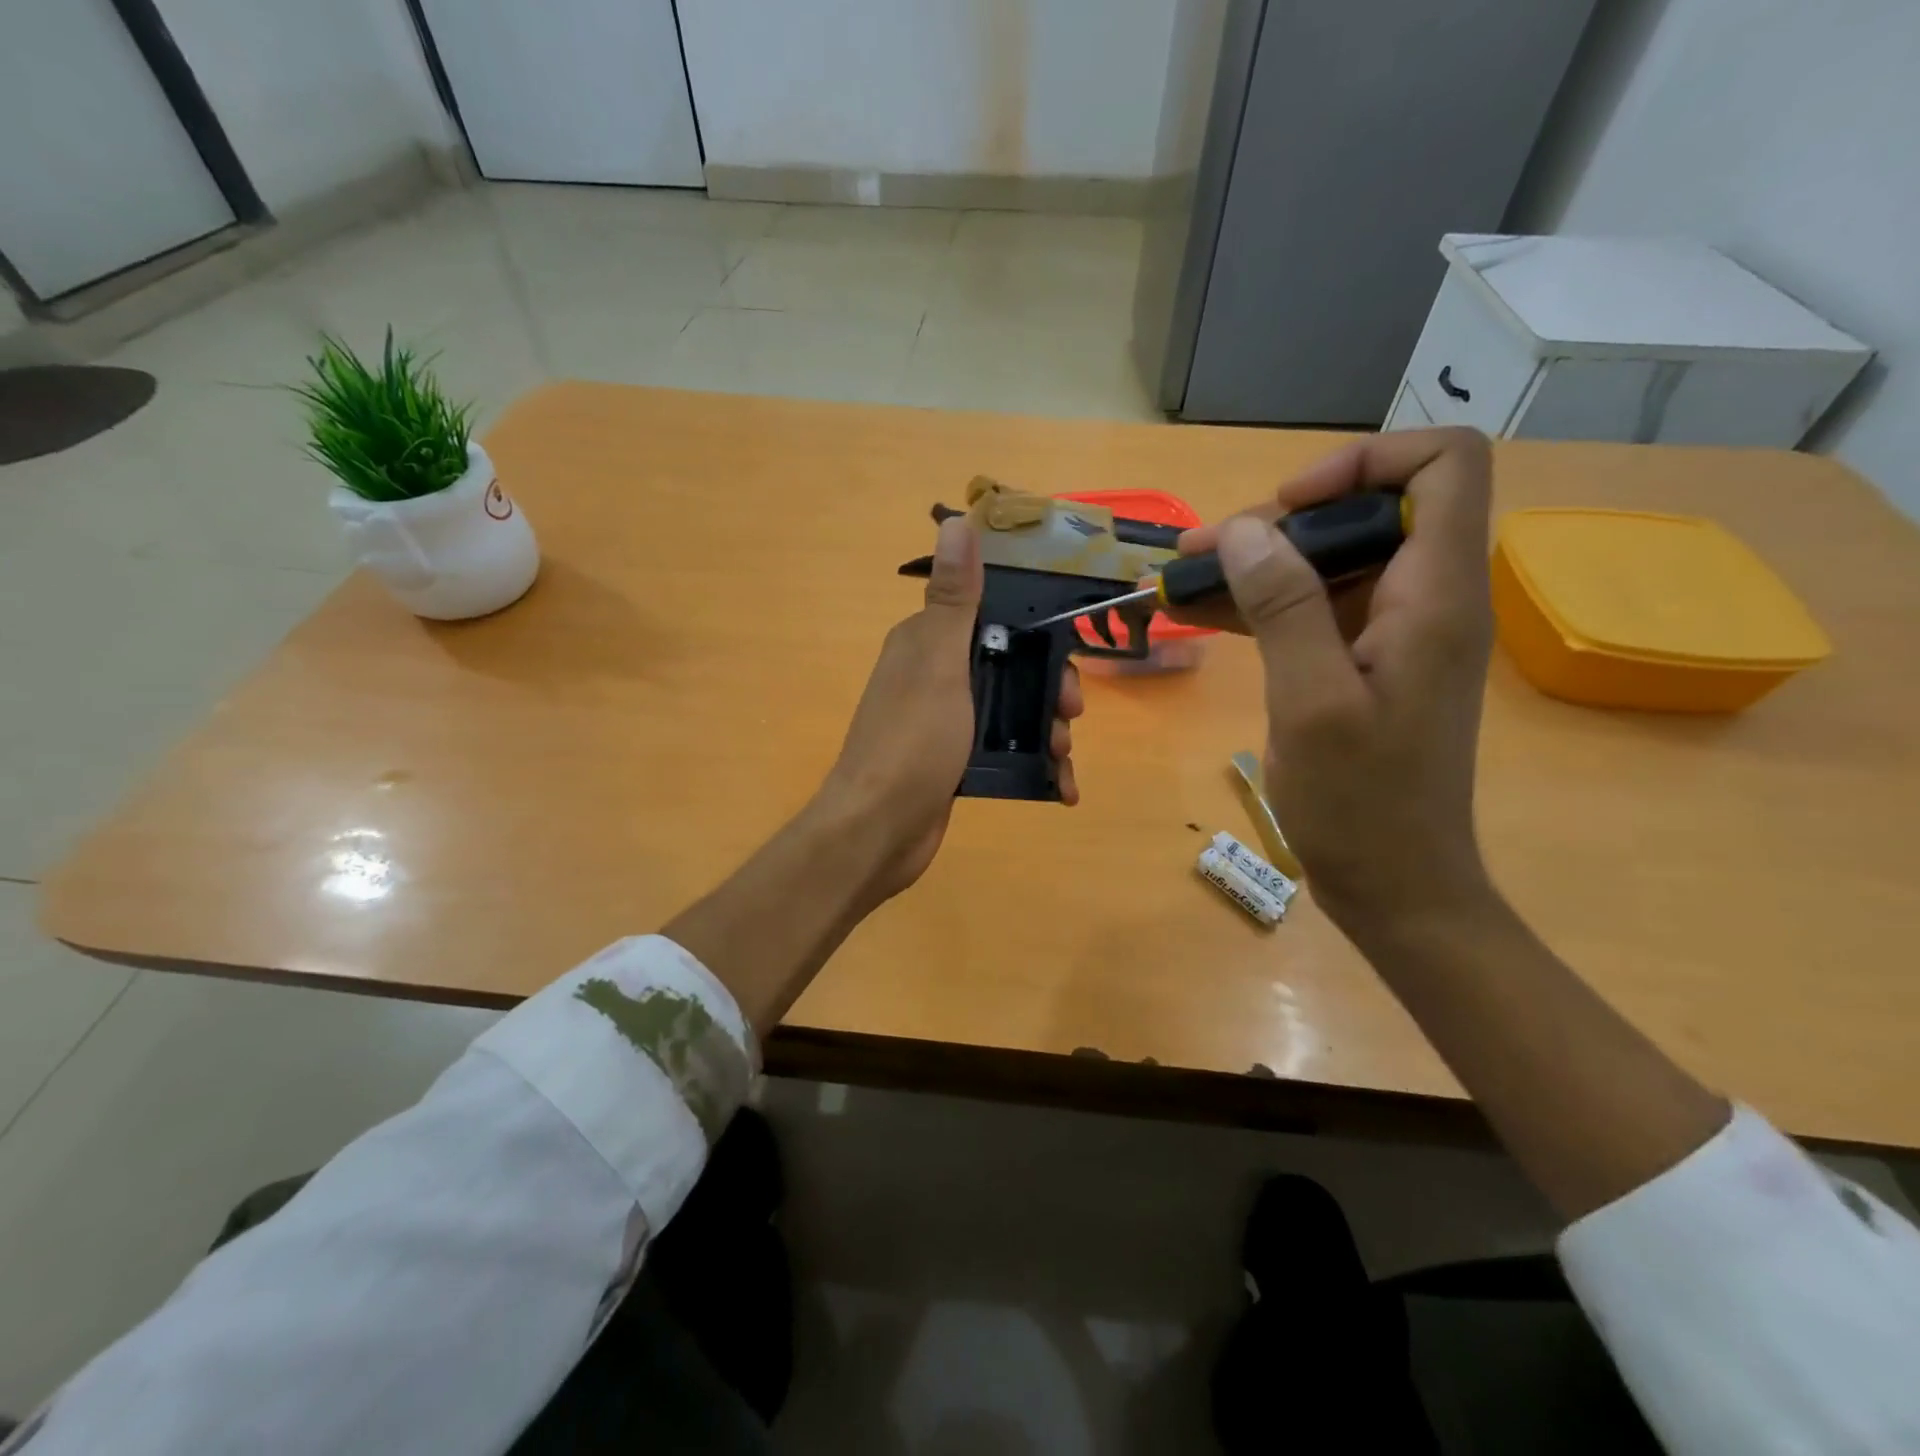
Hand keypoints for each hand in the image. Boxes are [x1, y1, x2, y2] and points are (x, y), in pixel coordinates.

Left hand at [817, 516, 1083, 901]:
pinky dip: (1033, 764)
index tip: (1067, 658)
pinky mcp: (952, 762)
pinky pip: (1002, 750)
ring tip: (1062, 756)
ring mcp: (944, 722)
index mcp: (927, 643)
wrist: (878, 829)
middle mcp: (934, 676)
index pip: (993, 618)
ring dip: (1045, 729)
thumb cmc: (912, 741)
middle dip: (1047, 689)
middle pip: (1009, 666)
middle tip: (1069, 714)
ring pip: (1010, 710)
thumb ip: (954, 600)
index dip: (1036, 633)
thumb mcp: (939, 663)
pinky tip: (1059, 786)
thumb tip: (956, 521)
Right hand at [1166, 428, 1494, 931]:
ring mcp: (1394, 634)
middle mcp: (1426, 599)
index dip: (1365, 462)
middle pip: (1368, 511)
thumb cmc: (1361, 802)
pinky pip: (1315, 610)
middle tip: (1204, 553)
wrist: (1396, 884)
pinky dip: (1262, 606)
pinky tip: (1202, 615)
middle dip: (1282, 522)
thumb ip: (1283, 608)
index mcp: (1435, 595)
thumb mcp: (1311, 701)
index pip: (1442, 466)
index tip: (1288, 508)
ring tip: (1184, 580)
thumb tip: (1247, 529)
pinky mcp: (1365, 664)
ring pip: (1331, 562)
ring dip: (1259, 565)